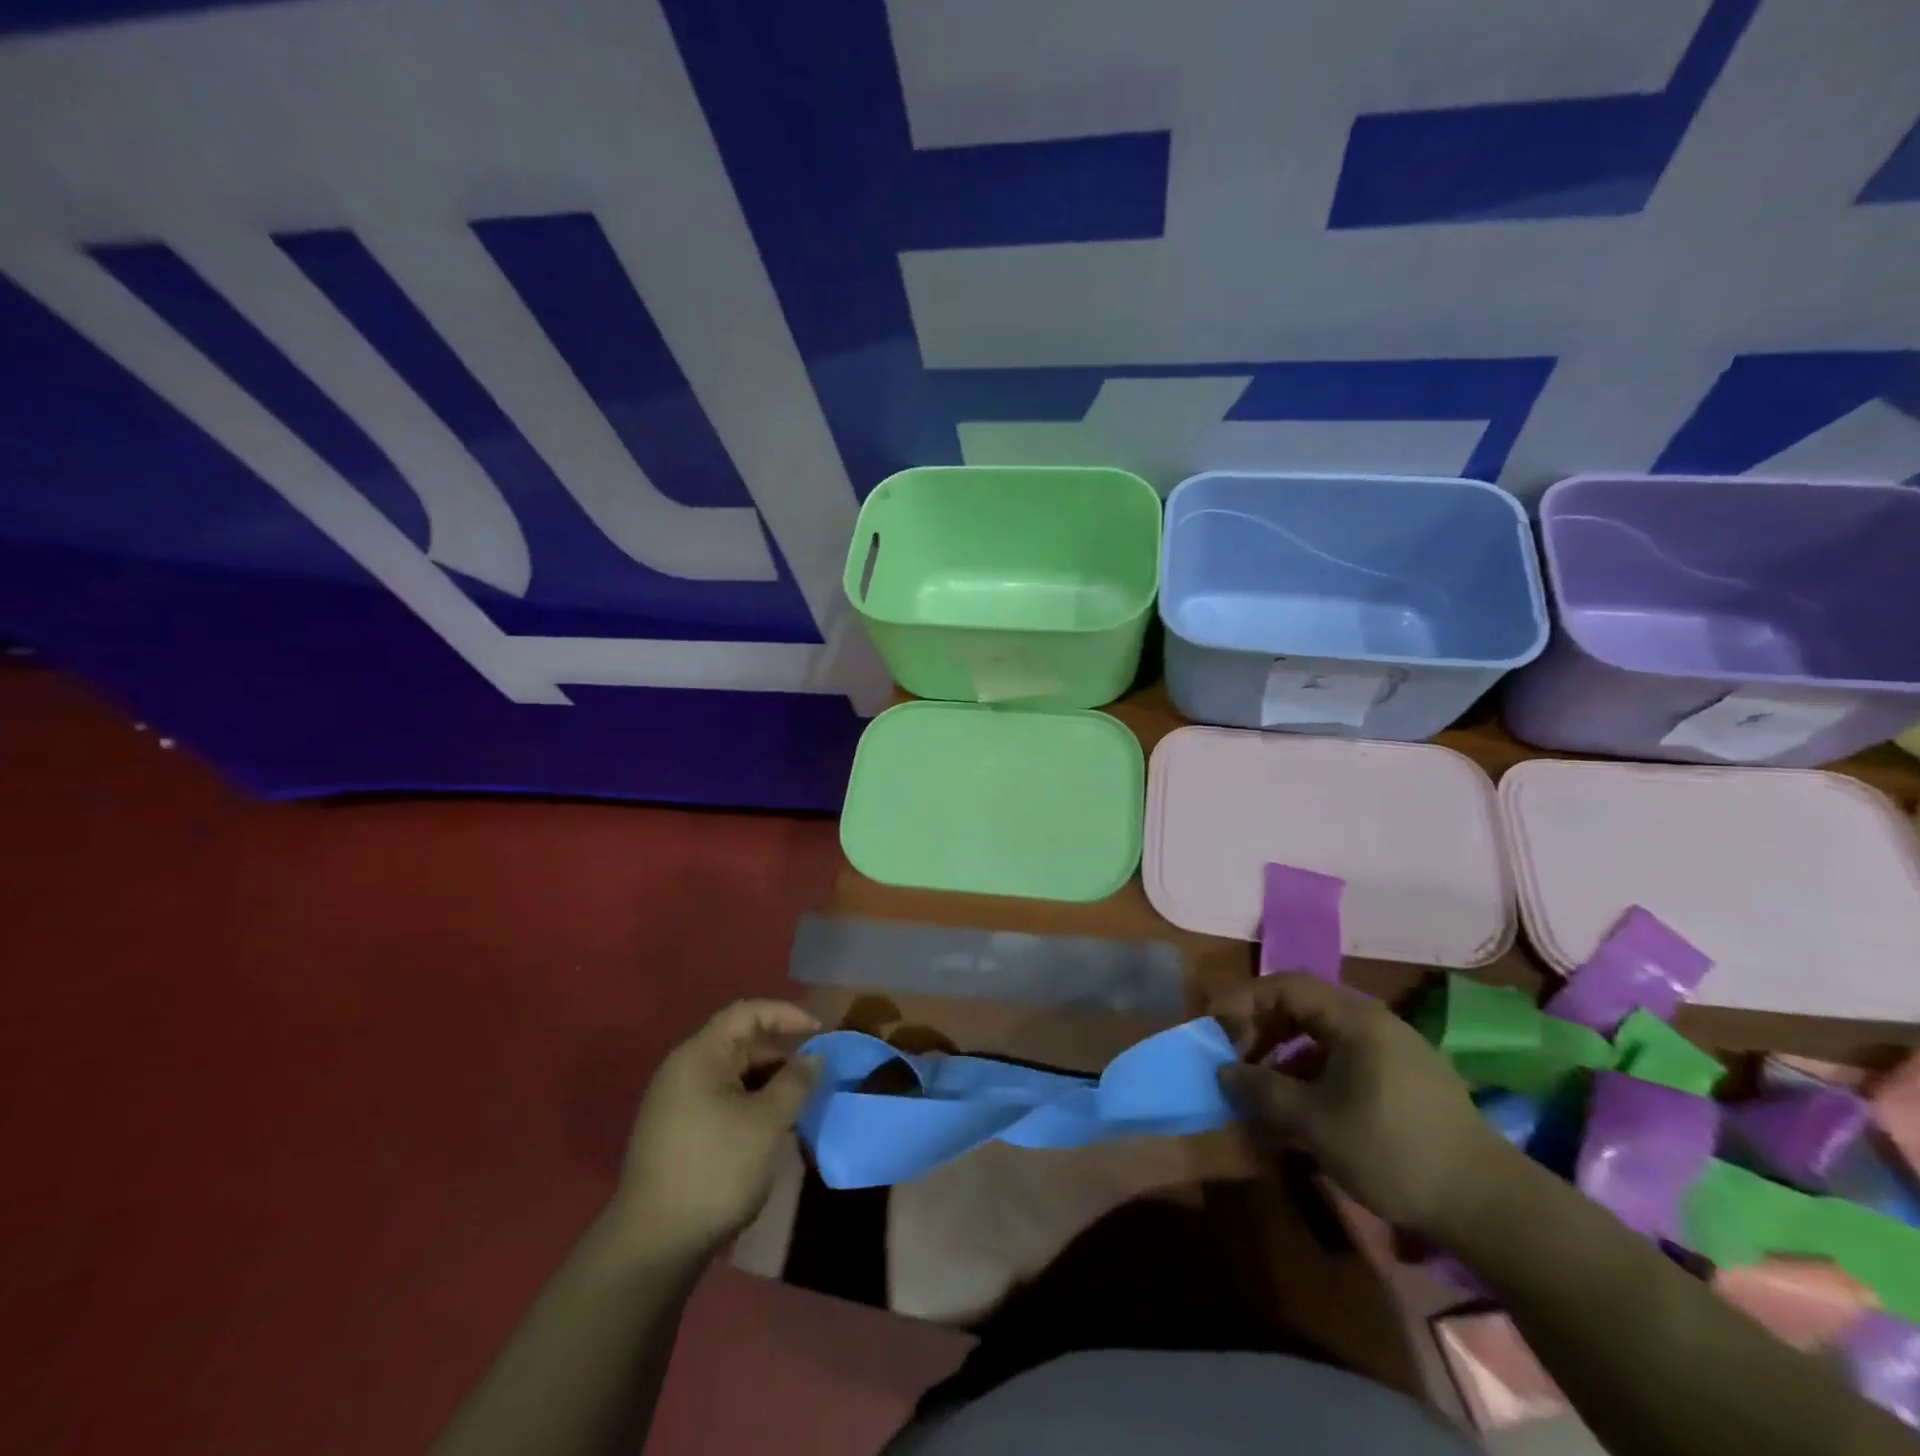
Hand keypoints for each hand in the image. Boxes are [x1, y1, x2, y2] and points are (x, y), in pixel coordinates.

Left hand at [615, 1000, 821, 1257]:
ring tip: (801, 1104)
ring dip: (770, 1083)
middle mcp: (684, 1069)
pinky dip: (752, 1104)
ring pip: (735, 1075)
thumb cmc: (715, 1169)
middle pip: (741, 1043)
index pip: (748, 1013)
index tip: (820, 1032)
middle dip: (783, 1055)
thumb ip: (796, 1082)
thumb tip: (814, 1058)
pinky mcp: (679, 1132)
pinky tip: (773, 1128)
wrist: (653, 1246)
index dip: (787, 1014)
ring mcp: (677, 1102)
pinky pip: (724, 1100)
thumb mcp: (767, 1122)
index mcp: (700, 1055)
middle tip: (817, 1075)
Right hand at [1210, 974, 1518, 1240]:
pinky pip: (1343, 1063)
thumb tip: (1224, 1072)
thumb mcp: (1315, 1122)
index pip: (1285, 986)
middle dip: (1261, 1030)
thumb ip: (1263, 1091)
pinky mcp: (1404, 1083)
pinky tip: (1301, 1115)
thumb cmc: (1392, 1149)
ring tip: (1262, 1094)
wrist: (1488, 1206)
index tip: (1215, 1028)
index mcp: (1354, 1019)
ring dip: (1284, 1059)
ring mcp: (1393, 1053)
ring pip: (1321, 1039)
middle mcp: (1373, 1024)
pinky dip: (1312, 1078)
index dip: (1244, 1001)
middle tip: (1235, 1060)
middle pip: (1302, 1008)